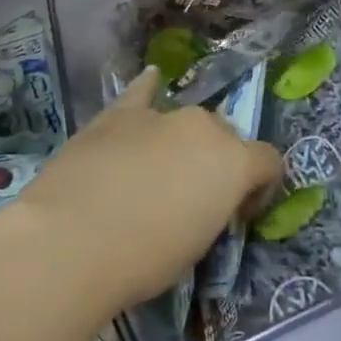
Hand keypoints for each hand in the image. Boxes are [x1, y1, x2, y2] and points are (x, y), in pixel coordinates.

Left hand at [7, 69, 282, 314]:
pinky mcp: (117, 114)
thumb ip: (211, 211)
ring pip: (185, 121)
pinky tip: (150, 80)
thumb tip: (200, 203)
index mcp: (234, 162)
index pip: (269, 162)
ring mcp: (159, 115)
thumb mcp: (197, 247)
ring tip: (159, 170)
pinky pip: (141, 93)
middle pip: (225, 137)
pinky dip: (148, 90)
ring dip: (182, 141)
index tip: (239, 214)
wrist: (71, 240)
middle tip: (194, 198)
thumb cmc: (144, 260)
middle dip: (219, 163)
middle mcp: (203, 127)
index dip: (260, 188)